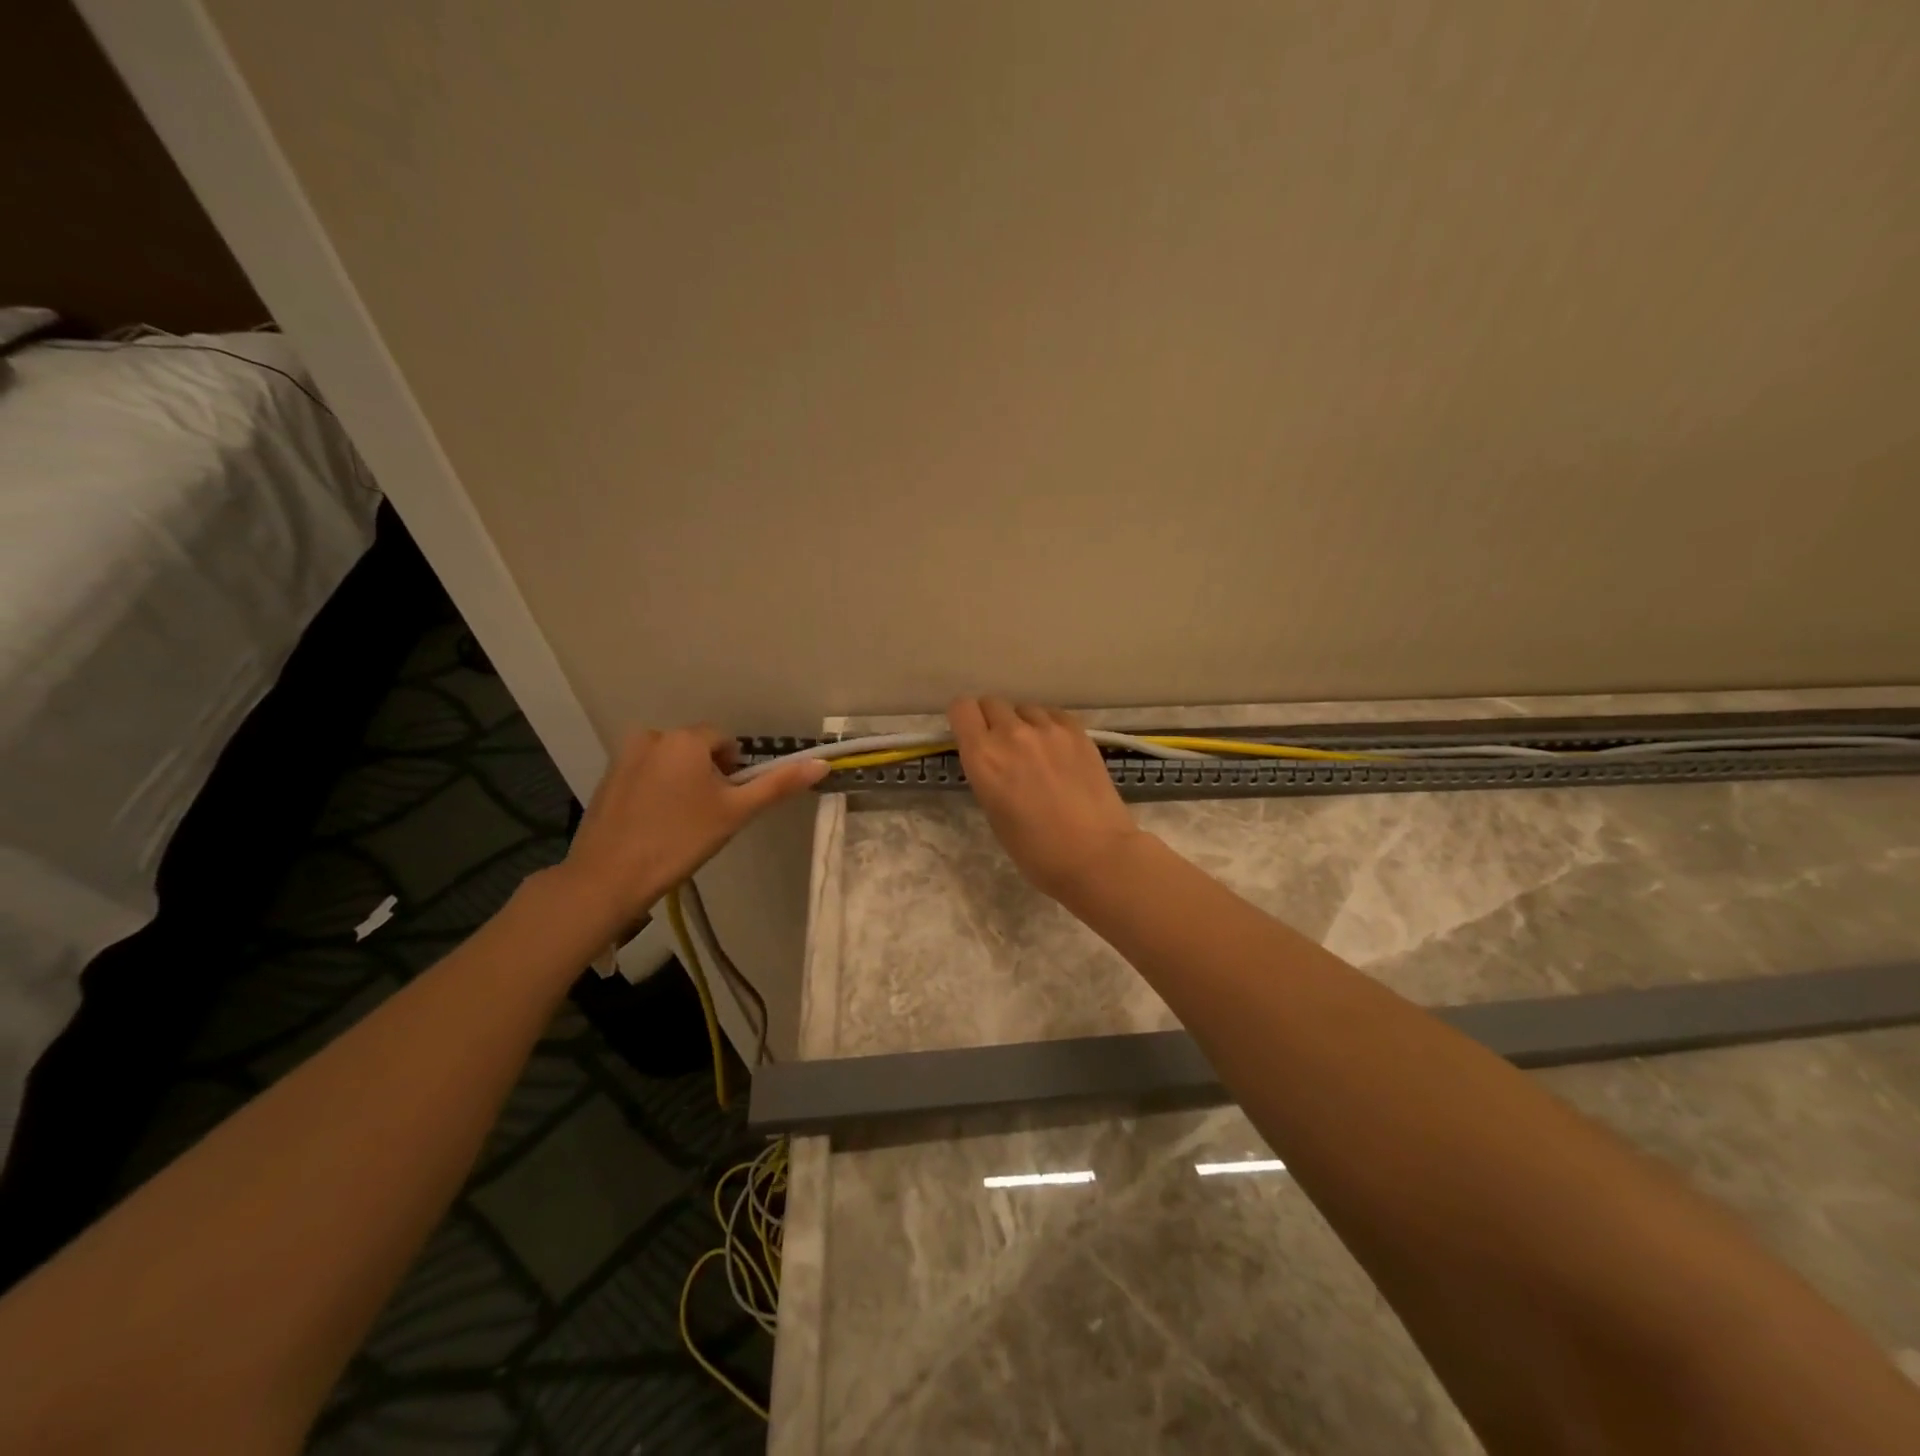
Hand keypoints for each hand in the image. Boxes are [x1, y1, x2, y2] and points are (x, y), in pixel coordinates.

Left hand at [551, 726, 825, 940]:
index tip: (728, 803)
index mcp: (685, 739)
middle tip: (706, 816)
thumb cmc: (680, 840)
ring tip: (679, 823)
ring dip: (681, 782)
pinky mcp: (606, 779)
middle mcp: (652, 736)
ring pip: (670, 763)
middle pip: (696, 750)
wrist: (609, 877)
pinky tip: (653, 825)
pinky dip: (655, 792)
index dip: (733, 772)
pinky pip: (645, 775)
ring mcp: (623, 756)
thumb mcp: (736, 812)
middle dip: (707, 776)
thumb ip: (778, 785)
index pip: (725, 742)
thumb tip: (822, 763)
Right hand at [948, 697, 1144, 901]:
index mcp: (983, 756)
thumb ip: (987, 775)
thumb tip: (992, 760)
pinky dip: (1049, 728)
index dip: (963, 720)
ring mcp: (1048, 728)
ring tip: (1036, 753)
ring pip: (1024, 709)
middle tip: (1003, 750)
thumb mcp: (994, 813)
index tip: (970, 736)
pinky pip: (1053, 715)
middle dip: (991, 722)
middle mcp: (1011, 733)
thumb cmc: (1036, 850)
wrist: (1095, 854)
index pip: (961, 709)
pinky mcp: (1078, 731)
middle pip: (991, 703)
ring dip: (1022, 725)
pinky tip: (1059, 752)